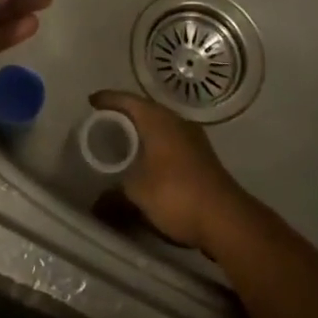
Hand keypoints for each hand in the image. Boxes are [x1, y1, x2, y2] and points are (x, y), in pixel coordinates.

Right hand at [89, 90, 252, 252]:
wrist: (225, 218)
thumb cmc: (176, 194)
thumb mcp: (136, 195)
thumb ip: (112, 197)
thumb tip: (95, 205)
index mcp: (157, 119)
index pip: (127, 100)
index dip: (108, 99)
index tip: (91, 102)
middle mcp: (175, 121)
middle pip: (144, 110)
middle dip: (124, 115)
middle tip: (103, 123)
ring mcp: (192, 138)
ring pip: (160, 126)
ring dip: (142, 132)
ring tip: (123, 142)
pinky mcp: (201, 157)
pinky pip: (169, 141)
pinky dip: (154, 146)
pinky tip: (147, 162)